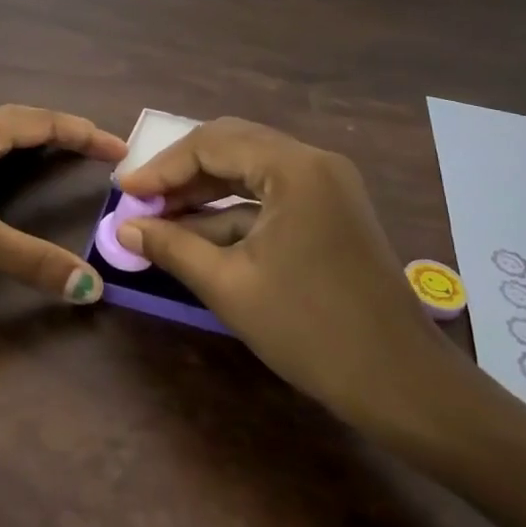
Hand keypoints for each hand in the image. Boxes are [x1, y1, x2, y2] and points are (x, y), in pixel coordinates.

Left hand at [0, 105, 126, 303]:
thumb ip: (32, 261)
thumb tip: (91, 288)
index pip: (47, 122)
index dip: (86, 134)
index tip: (121, 149)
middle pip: (24, 119)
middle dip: (62, 131)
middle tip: (96, 150)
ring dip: (31, 138)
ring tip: (55, 152)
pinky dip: (4, 154)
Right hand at [117, 118, 468, 432]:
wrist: (401, 383)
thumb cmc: (311, 331)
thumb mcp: (231, 287)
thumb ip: (173, 248)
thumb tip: (124, 228)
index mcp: (294, 167)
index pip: (212, 143)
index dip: (162, 167)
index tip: (124, 193)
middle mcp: (313, 161)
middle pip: (232, 146)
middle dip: (182, 173)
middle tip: (141, 201)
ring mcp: (326, 184)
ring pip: (250, 169)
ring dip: (205, 191)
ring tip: (160, 218)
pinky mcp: (330, 209)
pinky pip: (271, 194)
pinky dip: (234, 211)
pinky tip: (199, 234)